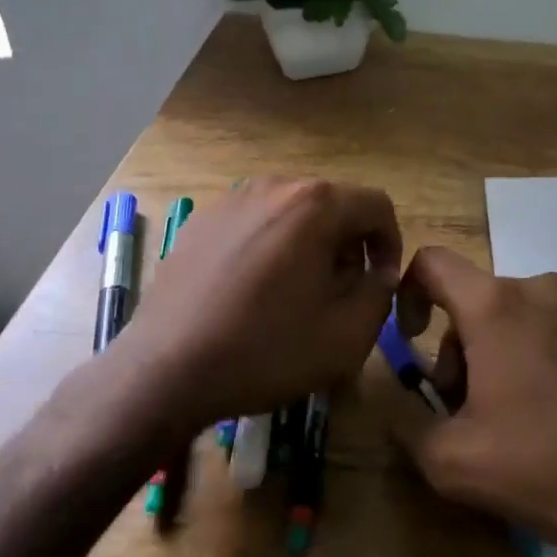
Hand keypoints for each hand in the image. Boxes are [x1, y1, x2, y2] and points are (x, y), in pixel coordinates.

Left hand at [104, 179, 401, 433]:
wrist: (166, 370)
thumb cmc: (266, 349)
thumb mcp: (348, 334)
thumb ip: (381, 293)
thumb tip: (379, 273)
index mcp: (315, 204)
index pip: (376, 206)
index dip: (390, 244)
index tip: (380, 284)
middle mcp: (275, 186)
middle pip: (333, 207)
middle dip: (348, 246)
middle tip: (340, 295)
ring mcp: (232, 199)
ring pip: (293, 215)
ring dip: (309, 247)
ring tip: (296, 295)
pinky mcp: (201, 221)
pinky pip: (255, 225)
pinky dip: (270, 249)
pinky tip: (253, 293)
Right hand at [387, 247, 556, 551]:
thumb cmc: (542, 467)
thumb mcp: (449, 459)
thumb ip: (401, 414)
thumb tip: (388, 385)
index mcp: (495, 304)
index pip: (431, 262)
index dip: (407, 293)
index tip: (412, 341)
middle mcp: (538, 289)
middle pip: (472, 300)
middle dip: (456, 349)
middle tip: (465, 411)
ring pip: (510, 315)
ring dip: (493, 354)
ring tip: (508, 419)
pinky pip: (547, 327)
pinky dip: (530, 355)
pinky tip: (548, 413)